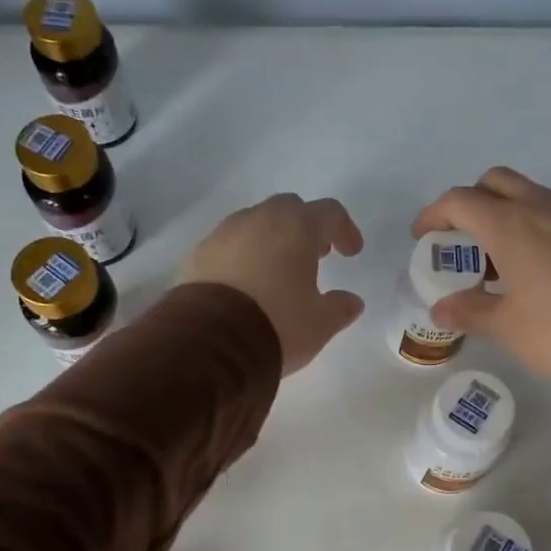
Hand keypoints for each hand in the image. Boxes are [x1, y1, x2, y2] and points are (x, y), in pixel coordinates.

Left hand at [181, 193, 365, 374]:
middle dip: (306, 228)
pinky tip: (246, 283)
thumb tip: (352, 302)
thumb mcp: (320, 324)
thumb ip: (340, 308)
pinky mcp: (199, 254)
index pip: (329, 212)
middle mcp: (260, 219)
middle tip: (315, 255)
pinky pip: (229, 244)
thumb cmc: (277, 325)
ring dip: (272, 239)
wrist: (211, 342)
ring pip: (255, 223)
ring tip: (278, 270)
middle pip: (289, 208)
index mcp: (297, 228)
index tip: (351, 253)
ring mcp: (224, 233)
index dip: (344, 230)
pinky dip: (243, 255)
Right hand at [412, 167, 550, 392]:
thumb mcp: (507, 327)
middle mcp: (543, 208)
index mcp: (511, 226)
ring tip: (499, 259)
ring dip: (506, 213)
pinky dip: (536, 226)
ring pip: (531, 194)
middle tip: (462, 240)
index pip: (460, 201)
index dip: (434, 214)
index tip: (422, 237)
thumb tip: (440, 309)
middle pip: (496, 182)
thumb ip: (470, 312)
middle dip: (471, 202)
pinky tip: (538, 268)